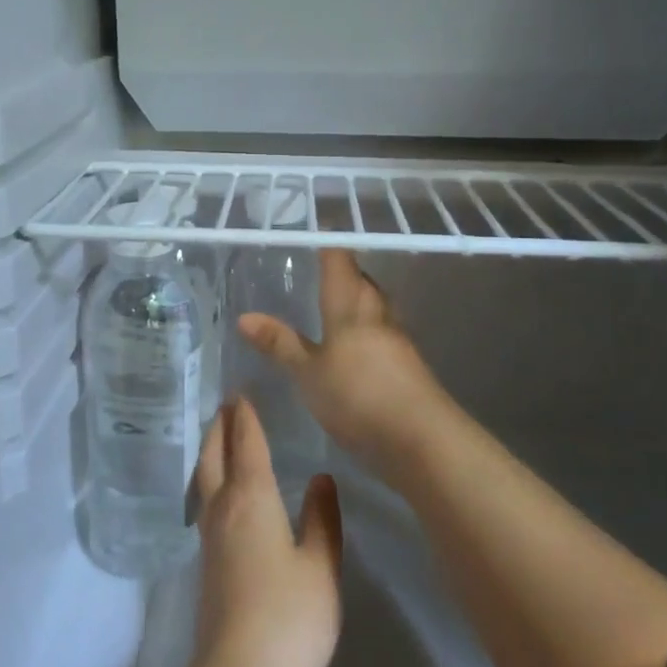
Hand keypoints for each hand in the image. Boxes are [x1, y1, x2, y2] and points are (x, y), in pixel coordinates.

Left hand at [190, 398, 341, 666]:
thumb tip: (320, 477)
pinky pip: (206, 503)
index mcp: (252, 499)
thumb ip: (321, 518)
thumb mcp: (320, 567)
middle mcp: (223, 509)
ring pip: (204, 479)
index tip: (242, 393)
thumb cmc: (289, 617)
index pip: (246, 445)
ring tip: (220, 440)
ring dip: (211, 452)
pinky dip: (211, 481)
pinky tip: (222, 495)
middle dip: (219, 428)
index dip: (246, 418)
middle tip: (225, 406)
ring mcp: (209, 538)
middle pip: (214, 456)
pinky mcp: (206, 565)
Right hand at [237, 250, 451, 470]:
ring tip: (330, 302)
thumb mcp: (308, 373)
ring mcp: (396, 338)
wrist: (422, 439)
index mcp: (351, 305)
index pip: (339, 259)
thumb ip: (280, 344)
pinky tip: (350, 344)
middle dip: (342, 270)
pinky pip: (380, 331)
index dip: (328, 240)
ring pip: (373, 305)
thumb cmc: (358, 396)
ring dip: (355, 298)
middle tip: (315, 266)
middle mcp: (376, 312)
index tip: (313, 227)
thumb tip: (244, 317)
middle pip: (360, 280)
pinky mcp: (406, 364)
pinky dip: (364, 328)